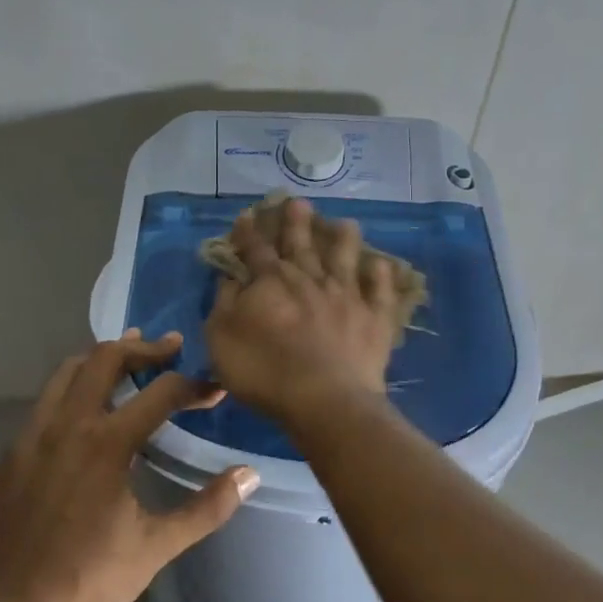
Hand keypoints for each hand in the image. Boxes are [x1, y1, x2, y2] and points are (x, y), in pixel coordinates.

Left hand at [0, 330, 259, 601]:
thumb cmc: (87, 578)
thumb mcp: (156, 547)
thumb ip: (206, 508)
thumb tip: (249, 475)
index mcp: (107, 443)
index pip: (161, 393)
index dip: (194, 386)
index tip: (215, 390)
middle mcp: (68, 424)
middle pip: (105, 358)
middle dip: (143, 348)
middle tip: (170, 348)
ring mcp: (32, 435)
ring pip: (67, 371)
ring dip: (102, 358)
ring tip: (128, 359)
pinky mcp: (11, 452)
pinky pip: (45, 402)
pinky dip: (72, 391)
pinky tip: (85, 416)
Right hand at [204, 197, 398, 424]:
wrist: (324, 398)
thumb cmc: (264, 370)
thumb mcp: (221, 338)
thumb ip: (224, 303)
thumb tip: (231, 277)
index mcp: (271, 282)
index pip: (255, 249)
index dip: (248, 232)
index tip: (246, 216)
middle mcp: (310, 279)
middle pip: (301, 244)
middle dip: (296, 222)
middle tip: (299, 202)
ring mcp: (346, 296)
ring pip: (345, 258)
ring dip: (344, 239)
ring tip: (345, 223)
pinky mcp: (374, 318)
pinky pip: (380, 291)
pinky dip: (381, 276)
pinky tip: (381, 264)